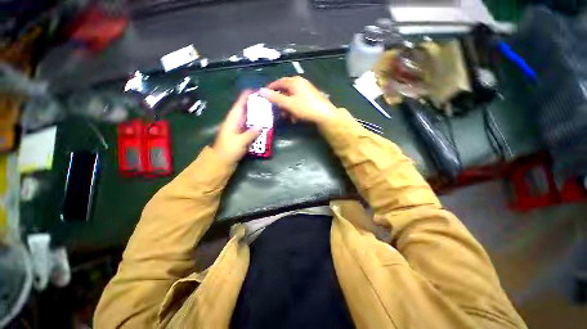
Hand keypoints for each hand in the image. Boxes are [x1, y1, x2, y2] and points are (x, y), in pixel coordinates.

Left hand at [212, 91, 260, 163]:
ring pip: (249, 119)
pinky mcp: (242, 136)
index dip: (247, 96)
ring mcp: (239, 129)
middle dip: (255, 105)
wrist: (221, 162)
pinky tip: (265, 127)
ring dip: (257, 116)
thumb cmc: (228, 150)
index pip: (240, 104)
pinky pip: (251, 128)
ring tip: (268, 112)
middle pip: (246, 110)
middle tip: (267, 102)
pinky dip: (257, 126)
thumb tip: (261, 125)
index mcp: (233, 119)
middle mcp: (236, 122)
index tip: (256, 90)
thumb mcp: (240, 141)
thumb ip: (251, 133)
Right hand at [260, 76, 337, 124]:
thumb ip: (275, 98)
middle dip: (280, 102)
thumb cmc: (305, 108)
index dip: (270, 89)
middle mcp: (300, 83)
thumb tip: (261, 91)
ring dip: (287, 108)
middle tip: (277, 111)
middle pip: (285, 91)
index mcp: (294, 82)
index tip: (264, 96)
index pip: (278, 82)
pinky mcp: (310, 98)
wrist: (324, 115)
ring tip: (287, 117)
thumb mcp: (288, 104)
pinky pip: (298, 102)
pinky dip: (294, 109)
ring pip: (292, 98)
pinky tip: (295, 118)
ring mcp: (306, 90)